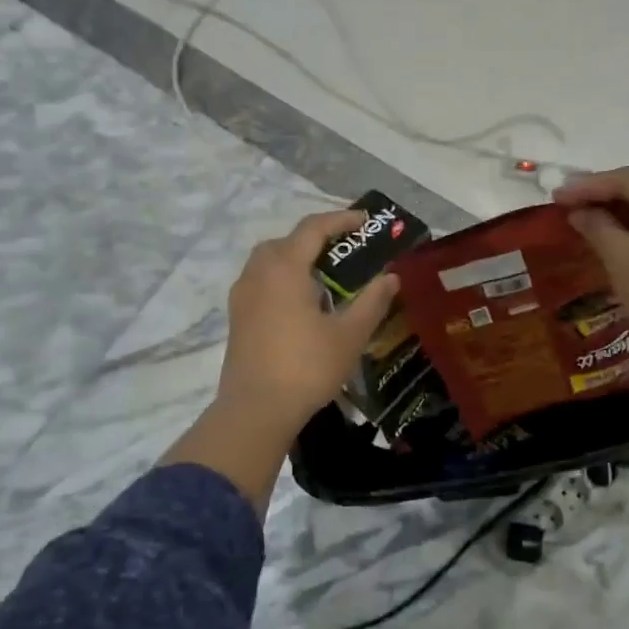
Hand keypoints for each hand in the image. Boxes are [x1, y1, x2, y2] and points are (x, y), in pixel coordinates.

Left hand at [217, 209, 400, 440]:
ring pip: (268, 261)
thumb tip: (391, 277)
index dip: (341, 219)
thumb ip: (372, 301)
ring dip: (295, 258)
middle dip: (315, 238)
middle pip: (286, 241)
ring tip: (324, 275)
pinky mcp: (237, 317)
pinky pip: (260, 282)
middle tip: (345, 248)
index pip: (313, 228)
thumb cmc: (307, 367)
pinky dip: (282, 278)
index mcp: (284, 268)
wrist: (256, 410)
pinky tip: (301, 303)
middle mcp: (258, 273)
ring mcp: (242, 296)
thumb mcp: (349, 334)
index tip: (365, 221)